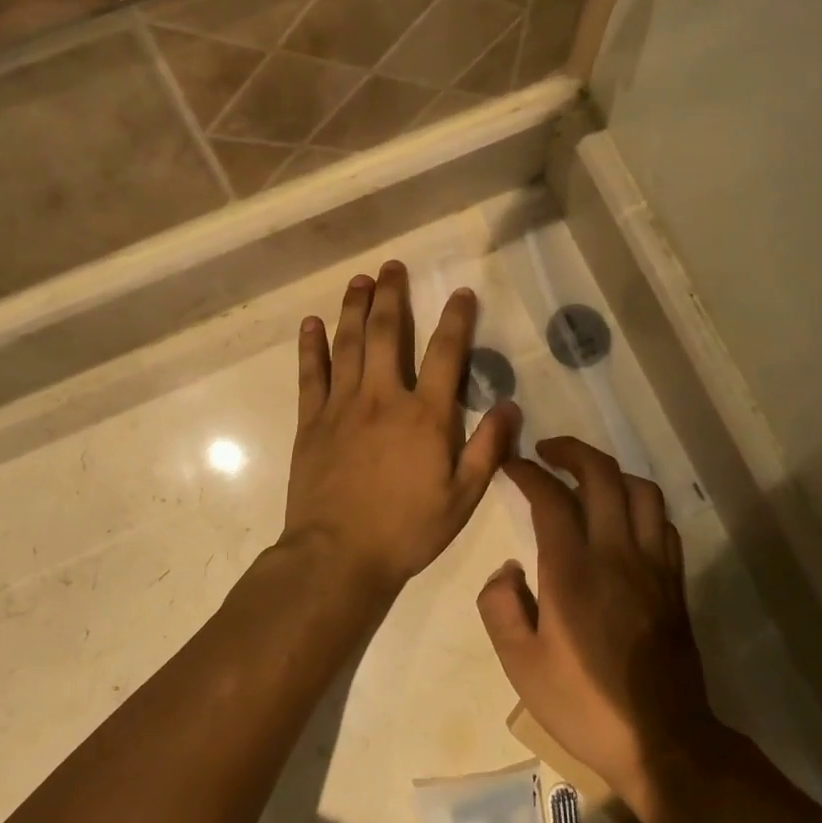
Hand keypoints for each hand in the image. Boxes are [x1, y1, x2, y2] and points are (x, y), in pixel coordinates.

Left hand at [282, 262, 519, 611]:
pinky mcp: (311, 422)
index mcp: (425, 415)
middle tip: (391, 266)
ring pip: (348, 344)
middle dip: (391, 295)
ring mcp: (342, 406)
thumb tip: (510, 404)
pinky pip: (310, 374)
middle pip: (386, 333)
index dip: (456, 319)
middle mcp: (383, 397)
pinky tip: (311, 323)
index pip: (446, 353)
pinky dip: (311, 346)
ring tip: (359, 280)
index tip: (461, 292)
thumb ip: (488, 448)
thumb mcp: (462, 497)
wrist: (338, 556)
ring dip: (353, 308)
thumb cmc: (406, 529)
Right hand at [477, 438, 720, 814]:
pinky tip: (623, 520)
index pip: (550, 497)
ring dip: (611, 473)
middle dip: (571, 451)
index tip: (511, 466)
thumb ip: (500, 607)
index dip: (527, 472)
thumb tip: (507, 569)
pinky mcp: (674, 581)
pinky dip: (640, 506)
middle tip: (547, 452)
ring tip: (586, 480)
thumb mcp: (521, 666)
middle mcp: (616, 553)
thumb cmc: (584, 704)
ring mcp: (653, 565)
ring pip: (641, 490)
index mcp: (572, 571)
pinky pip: (662, 522)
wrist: (662, 741)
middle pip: (602, 474)